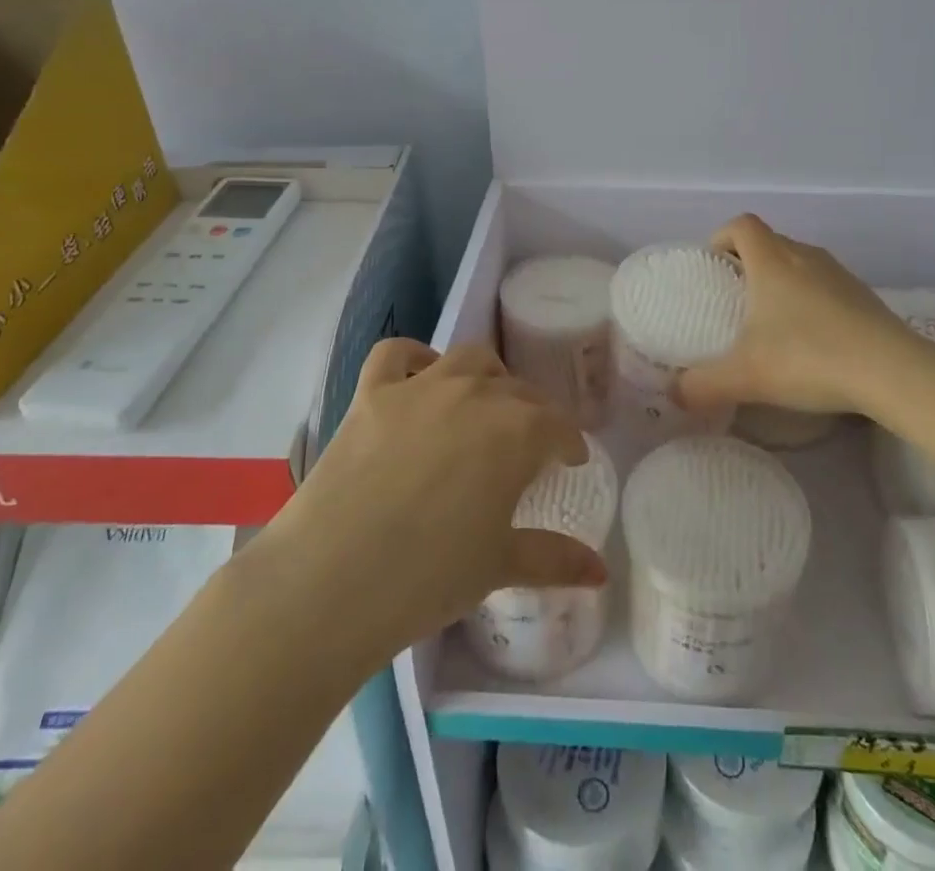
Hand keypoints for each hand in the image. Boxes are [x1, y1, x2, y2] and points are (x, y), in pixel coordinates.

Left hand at [274, 339, 607, 656]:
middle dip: (533, 413)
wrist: (332, 581)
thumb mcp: (500, 566)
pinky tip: (421, 374)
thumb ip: (556, 560)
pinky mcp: (372, 393)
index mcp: (517, 431)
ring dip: (486, 376)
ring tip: (485, 403)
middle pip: (518, 391)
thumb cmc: (429, 578)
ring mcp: (420, 388)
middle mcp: (475, 394)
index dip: (568, 443)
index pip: (557, 425)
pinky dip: (414, 357)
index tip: (569, 460)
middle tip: (528, 444)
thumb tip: (602, 572)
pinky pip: (396, 353)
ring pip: (468, 360)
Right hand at [678, 214, 922, 418]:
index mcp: (772, 261)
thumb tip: (675, 395)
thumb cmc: (809, 357)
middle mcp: (805, 256)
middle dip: (748, 262)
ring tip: (772, 321)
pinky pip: (825, 285)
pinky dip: (810, 300)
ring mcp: (839, 274)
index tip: (713, 267)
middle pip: (769, 241)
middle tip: (735, 300)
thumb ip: (702, 385)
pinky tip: (811, 340)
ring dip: (781, 280)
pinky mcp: (864, 296)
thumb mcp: (745, 376)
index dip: (722, 237)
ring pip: (799, 262)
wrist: (892, 371)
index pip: (741, 225)